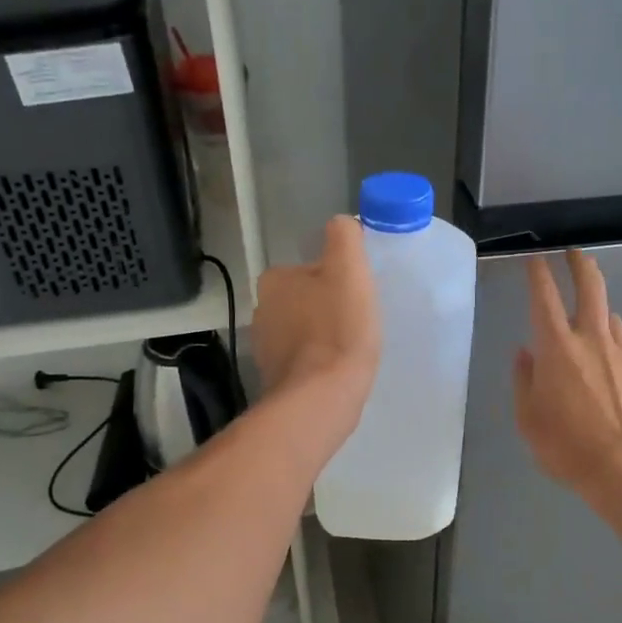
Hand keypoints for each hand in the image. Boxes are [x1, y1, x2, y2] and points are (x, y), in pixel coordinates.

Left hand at [253, 216, 380, 428]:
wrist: (321, 398)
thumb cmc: (338, 329)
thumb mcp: (348, 270)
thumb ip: (344, 237)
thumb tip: (342, 224)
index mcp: (275, 280)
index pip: (312, 269)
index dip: (339, 280)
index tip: (358, 297)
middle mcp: (262, 310)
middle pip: (306, 299)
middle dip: (329, 308)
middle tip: (359, 322)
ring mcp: (265, 348)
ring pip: (303, 331)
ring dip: (324, 336)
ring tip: (351, 349)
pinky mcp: (275, 378)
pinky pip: (302, 361)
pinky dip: (319, 363)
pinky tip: (338, 372)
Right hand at [514, 250, 621, 493]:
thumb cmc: (566, 447)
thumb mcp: (528, 419)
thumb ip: (524, 380)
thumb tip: (525, 354)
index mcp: (557, 348)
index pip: (544, 297)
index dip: (538, 274)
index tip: (536, 260)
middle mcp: (593, 341)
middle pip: (591, 288)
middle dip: (580, 265)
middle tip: (574, 254)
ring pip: (611, 320)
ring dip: (598, 314)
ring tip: (589, 324)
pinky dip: (613, 352)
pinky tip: (610, 376)